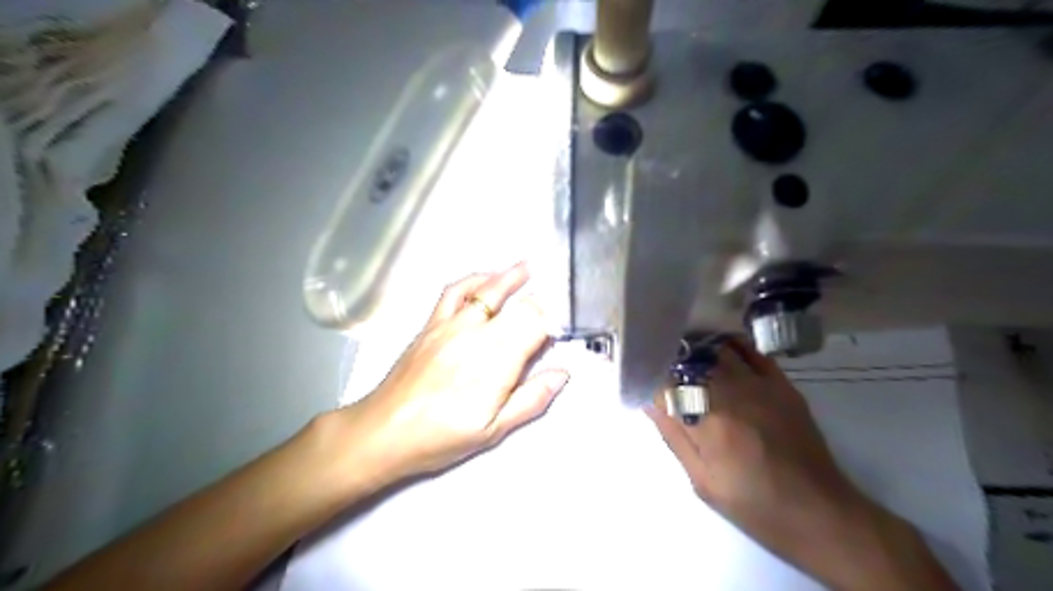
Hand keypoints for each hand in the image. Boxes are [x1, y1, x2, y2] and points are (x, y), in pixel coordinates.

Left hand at [340, 263, 566, 484]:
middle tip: (545, 310)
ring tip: (526, 267)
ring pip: (488, 290)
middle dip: (536, 304)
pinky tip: (484, 278)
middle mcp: (477, 334)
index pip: (535, 324)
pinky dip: (473, 280)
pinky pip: (454, 291)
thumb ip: (531, 399)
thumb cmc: (442, 436)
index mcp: (497, 361)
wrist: (384, 431)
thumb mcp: (493, 430)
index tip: (554, 335)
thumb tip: (562, 373)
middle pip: (517, 306)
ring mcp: (452, 324)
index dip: (550, 324)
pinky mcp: (432, 323)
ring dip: (510, 277)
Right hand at [648, 338, 960, 590]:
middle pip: (691, 360)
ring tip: (682, 350)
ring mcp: (761, 386)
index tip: (639, 370)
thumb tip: (648, 401)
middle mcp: (732, 395)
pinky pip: (752, 352)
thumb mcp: (702, 481)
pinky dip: (731, 345)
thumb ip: (673, 436)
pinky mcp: (782, 385)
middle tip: (658, 357)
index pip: (667, 382)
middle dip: (669, 356)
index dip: (649, 373)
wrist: (819, 513)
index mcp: (708, 422)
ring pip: (718, 350)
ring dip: (696, 348)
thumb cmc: (753, 504)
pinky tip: (719, 349)